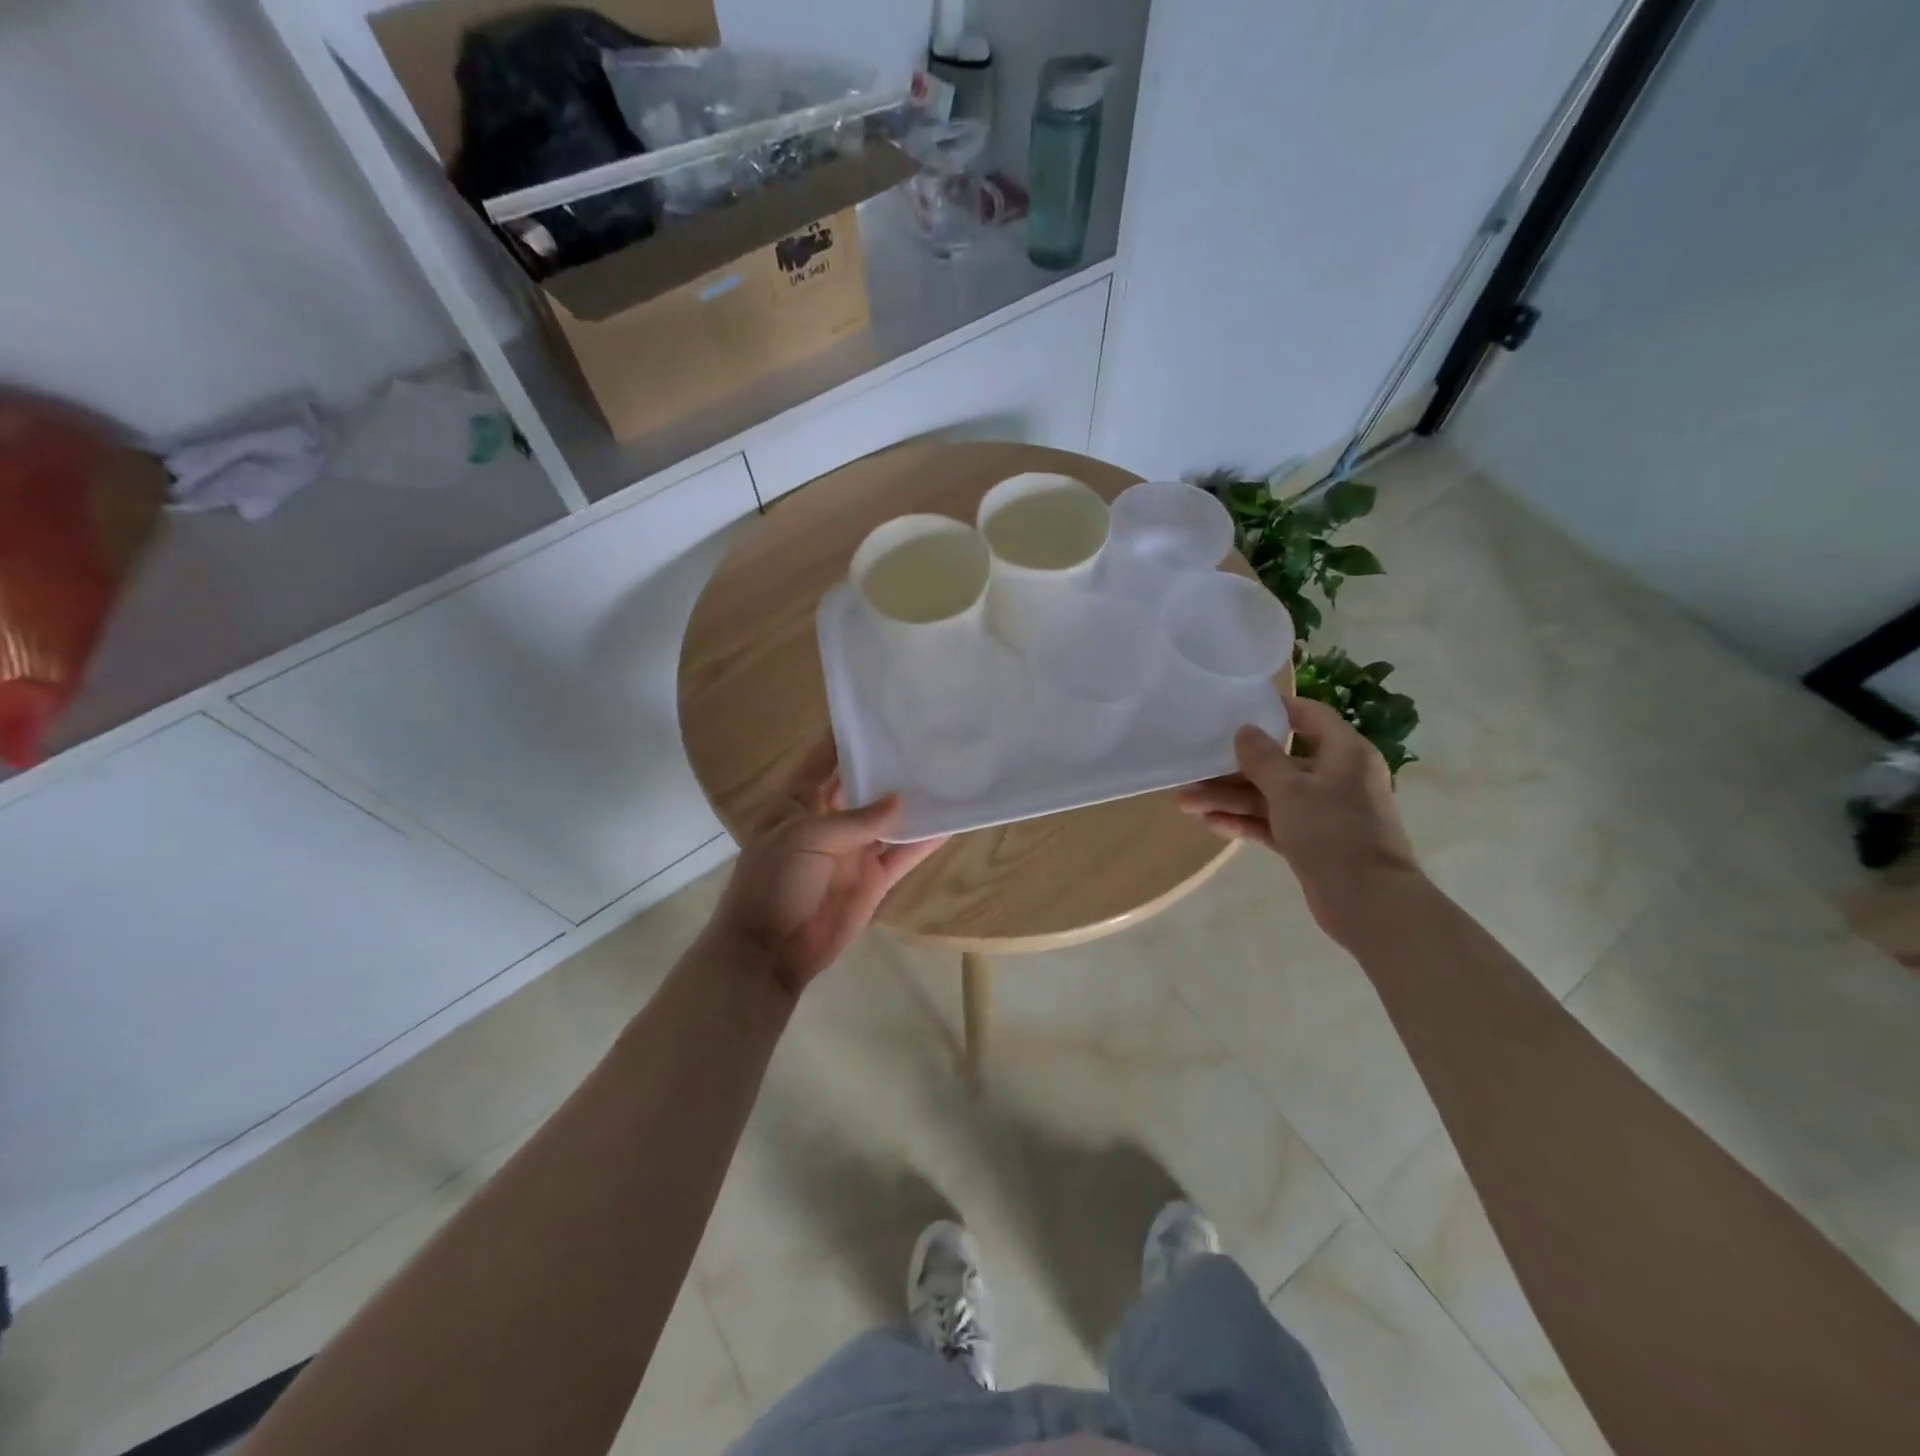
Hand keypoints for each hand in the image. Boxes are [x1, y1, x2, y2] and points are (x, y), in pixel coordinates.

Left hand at [705, 739, 947, 995]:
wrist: (770, 951)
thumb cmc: (774, 882)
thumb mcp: (806, 837)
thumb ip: (856, 819)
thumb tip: (900, 800)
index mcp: (799, 802)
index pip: (823, 761)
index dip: (845, 738)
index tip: (877, 713)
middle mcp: (829, 821)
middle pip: (863, 788)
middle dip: (887, 768)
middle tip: (924, 741)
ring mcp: (853, 850)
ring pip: (888, 820)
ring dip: (912, 803)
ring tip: (945, 775)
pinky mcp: (873, 879)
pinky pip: (902, 855)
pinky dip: (925, 842)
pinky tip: (951, 822)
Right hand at [1174, 697, 1419, 942]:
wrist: (1368, 903)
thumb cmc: (1333, 831)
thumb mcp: (1291, 789)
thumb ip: (1262, 758)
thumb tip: (1244, 731)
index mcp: (1344, 754)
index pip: (1310, 717)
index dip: (1276, 709)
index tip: (1238, 708)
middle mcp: (1335, 778)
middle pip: (1278, 762)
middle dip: (1233, 768)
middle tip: (1193, 768)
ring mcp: (1323, 813)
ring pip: (1269, 796)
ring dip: (1229, 798)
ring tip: (1184, 802)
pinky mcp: (1311, 842)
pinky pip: (1272, 823)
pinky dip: (1245, 822)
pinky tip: (1209, 822)